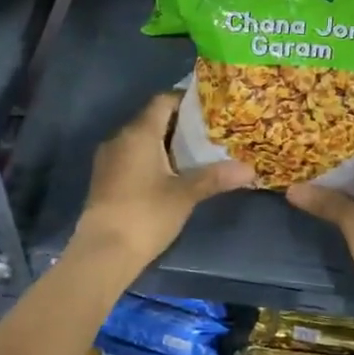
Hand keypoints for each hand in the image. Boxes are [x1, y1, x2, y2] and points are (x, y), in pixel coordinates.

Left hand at [74, 92, 253, 271]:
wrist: (102, 253)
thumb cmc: (145, 215)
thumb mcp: (185, 195)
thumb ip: (215, 177)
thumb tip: (250, 169)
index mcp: (139, 133)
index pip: (163, 101)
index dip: (186, 101)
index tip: (210, 109)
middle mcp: (120, 138)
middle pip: (152, 119)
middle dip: (179, 125)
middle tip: (209, 133)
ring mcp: (108, 159)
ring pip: (141, 140)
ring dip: (165, 144)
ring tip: (195, 154)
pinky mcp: (104, 179)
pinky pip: (131, 157)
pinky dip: (151, 159)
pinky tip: (170, 175)